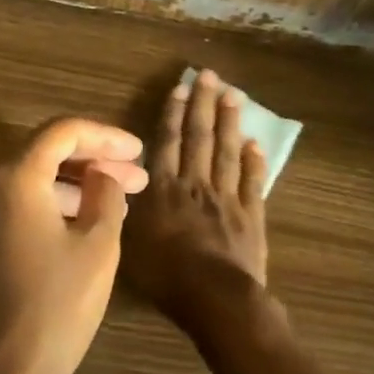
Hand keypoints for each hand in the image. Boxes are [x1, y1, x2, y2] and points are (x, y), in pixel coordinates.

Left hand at [0, 118, 148, 373]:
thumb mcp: (98, 245)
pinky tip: (81, 226)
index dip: (105, 135)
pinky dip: (48, 207)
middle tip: (136, 178)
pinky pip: (13, 208)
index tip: (138, 151)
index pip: (62, 132)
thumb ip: (105, 194)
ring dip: (73, 186)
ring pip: (28, 182)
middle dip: (93, 162)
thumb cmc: (56, 306)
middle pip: (43, 154)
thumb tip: (103, 175)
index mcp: (15, 177)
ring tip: (116, 202)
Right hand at [124, 70, 272, 333]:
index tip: (181, 87)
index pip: (168, 142)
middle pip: (200, 137)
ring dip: (229, 122)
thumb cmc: (166, 275)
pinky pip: (252, 181)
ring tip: (233, 95)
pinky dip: (253, 161)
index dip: (173, 113)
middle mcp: (195, 184)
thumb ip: (126, 210)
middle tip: (211, 75)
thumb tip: (118, 184)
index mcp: (164, 189)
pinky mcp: (251, 214)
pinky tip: (254, 143)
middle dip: (203, 104)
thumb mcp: (130, 244)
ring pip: (227, 151)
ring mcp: (226, 197)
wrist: (215, 297)